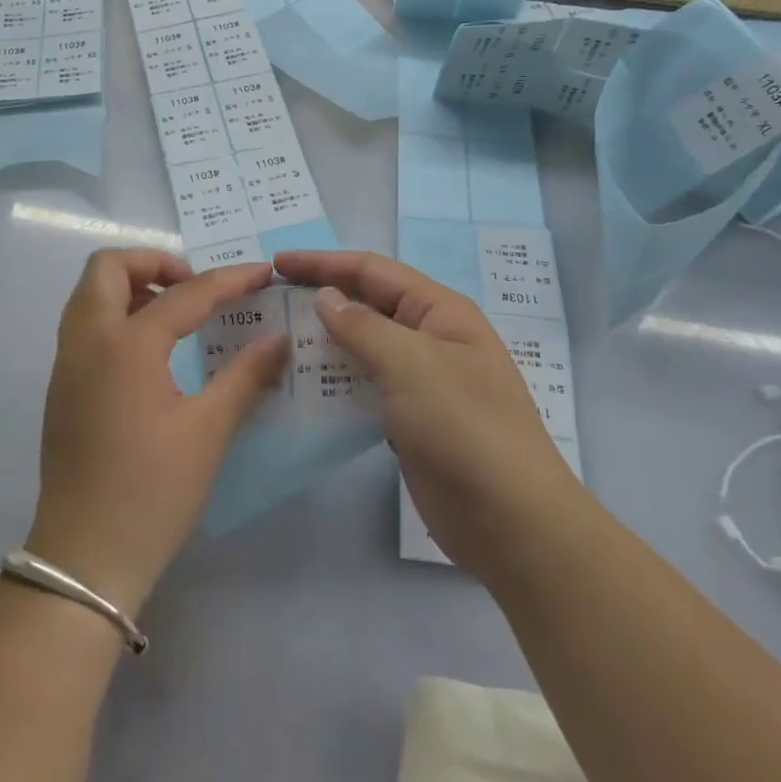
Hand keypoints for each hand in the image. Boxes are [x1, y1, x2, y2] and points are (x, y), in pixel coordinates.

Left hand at [27, 251, 288, 616]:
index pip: (184, 293)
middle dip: (155, 262)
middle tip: (195, 287)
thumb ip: (245, 376)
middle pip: (109, 268)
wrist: (84, 557)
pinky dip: (116, 314)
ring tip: (177, 314)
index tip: (262, 273)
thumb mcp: (208, 432)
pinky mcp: (62, 387)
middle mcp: (87, 341)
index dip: (229, 279)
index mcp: (125, 346)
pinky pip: (86, 325)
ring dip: (132, 287)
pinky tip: (153, 351)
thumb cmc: (153, 492)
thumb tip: (279, 340)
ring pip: (90, 295)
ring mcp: (67, 363)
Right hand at [275, 250, 575, 583]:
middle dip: (322, 297)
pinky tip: (304, 386)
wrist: (509, 518)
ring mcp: (422, 381)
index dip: (324, 263)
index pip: (373, 271)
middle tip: (271, 299)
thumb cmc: (462, 425)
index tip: (277, 263)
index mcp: (440, 311)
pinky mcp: (410, 419)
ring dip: (325, 340)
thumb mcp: (410, 363)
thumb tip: (326, 297)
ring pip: (365, 347)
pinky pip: (366, 386)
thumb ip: (363, 326)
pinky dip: (336, 381)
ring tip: (278, 339)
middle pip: (368, 304)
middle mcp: (431, 338)